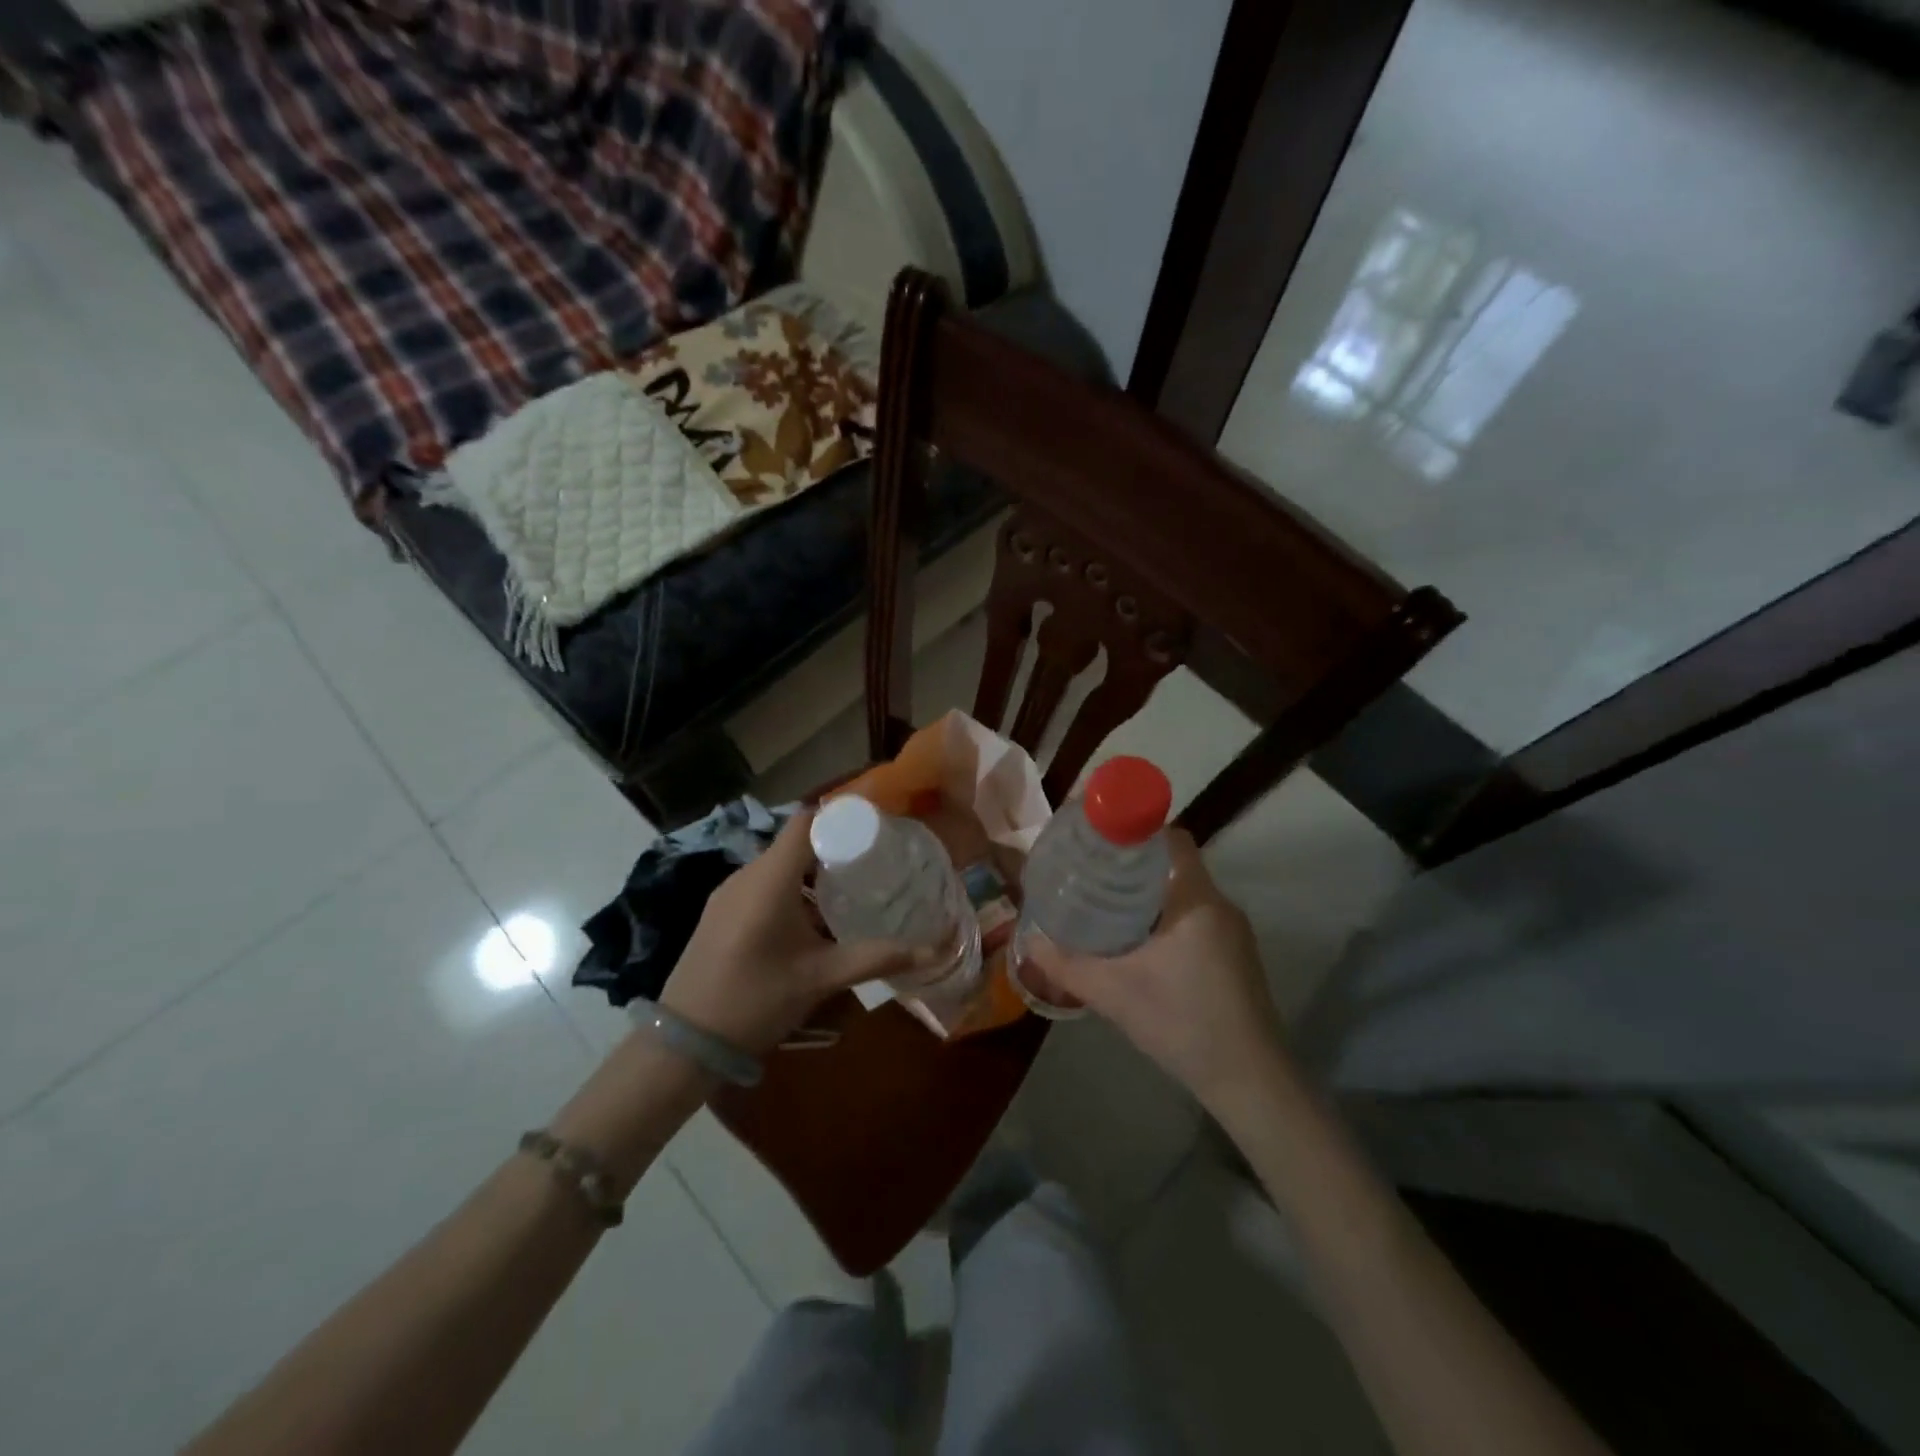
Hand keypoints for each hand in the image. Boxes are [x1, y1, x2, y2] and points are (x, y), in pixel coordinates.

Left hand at [659, 809, 917, 1054]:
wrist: (683, 1043)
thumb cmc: (756, 1000)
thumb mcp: (821, 978)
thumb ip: (877, 958)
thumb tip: (933, 948)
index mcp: (770, 878)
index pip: (807, 821)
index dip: (841, 816)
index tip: (877, 828)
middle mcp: (746, 874)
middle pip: (796, 842)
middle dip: (835, 848)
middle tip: (875, 863)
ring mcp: (728, 893)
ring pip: (779, 865)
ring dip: (813, 872)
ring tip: (852, 889)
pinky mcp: (720, 912)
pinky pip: (762, 884)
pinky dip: (792, 889)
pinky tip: (813, 920)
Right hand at [1028, 830, 1286, 1109]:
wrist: (1249, 1081)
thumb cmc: (1182, 1022)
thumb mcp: (1112, 992)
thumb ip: (1066, 964)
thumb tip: (1029, 941)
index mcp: (1196, 899)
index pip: (1172, 838)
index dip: (1136, 831)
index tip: (1100, 842)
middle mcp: (1220, 906)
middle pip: (1174, 865)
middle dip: (1132, 866)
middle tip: (1090, 875)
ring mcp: (1233, 933)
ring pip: (1184, 895)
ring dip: (1149, 896)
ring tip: (1105, 906)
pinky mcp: (1237, 957)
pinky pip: (1196, 919)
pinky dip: (1166, 919)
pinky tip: (1138, 946)